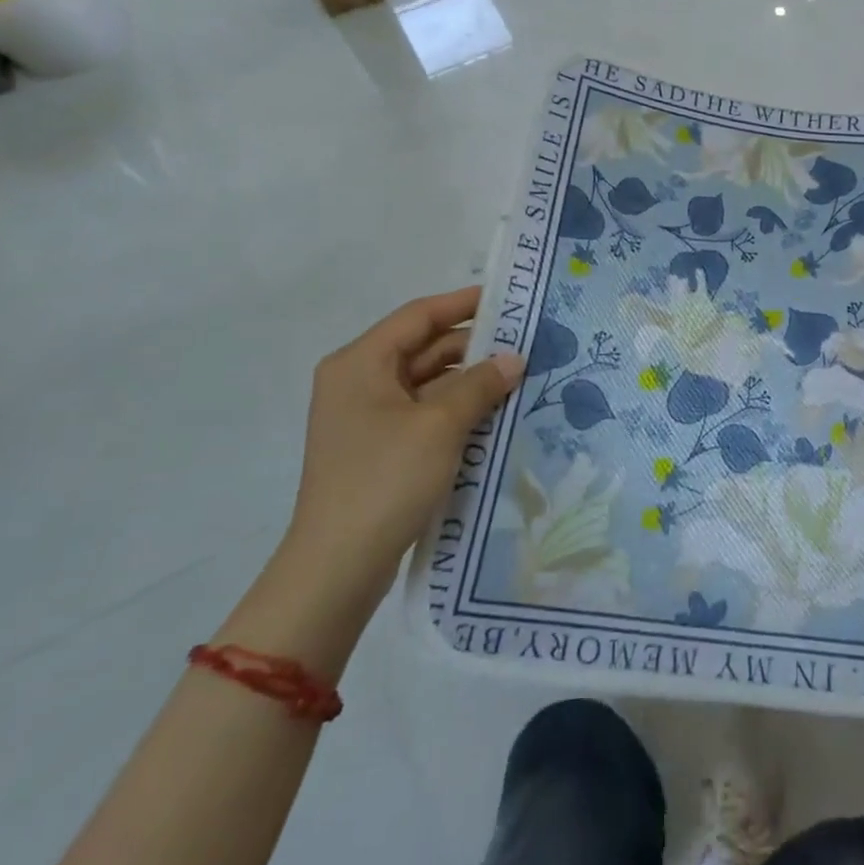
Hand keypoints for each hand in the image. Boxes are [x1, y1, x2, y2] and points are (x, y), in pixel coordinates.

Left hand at [287, 287, 523, 599]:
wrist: (338, 566)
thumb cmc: (385, 479)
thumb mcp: (440, 425)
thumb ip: (480, 384)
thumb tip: (514, 358)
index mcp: (360, 363)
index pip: (418, 316)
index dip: (463, 303)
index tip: (506, 298)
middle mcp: (358, 382)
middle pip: (422, 348)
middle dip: (473, 345)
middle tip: (525, 342)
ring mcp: (367, 417)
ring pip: (426, 382)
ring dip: (469, 379)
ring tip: (519, 376)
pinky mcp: (379, 447)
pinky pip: (424, 412)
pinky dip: (456, 408)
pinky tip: (495, 412)